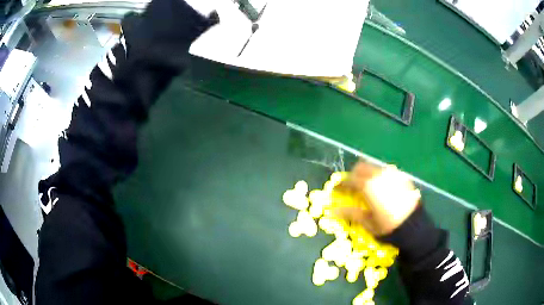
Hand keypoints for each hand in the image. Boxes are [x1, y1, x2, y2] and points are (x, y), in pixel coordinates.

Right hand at [335, 162, 420, 235]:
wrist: (414, 225)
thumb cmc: (388, 227)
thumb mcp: (368, 223)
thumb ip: (351, 214)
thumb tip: (334, 210)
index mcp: (368, 186)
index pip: (349, 181)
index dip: (341, 185)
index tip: (336, 190)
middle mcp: (379, 175)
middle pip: (361, 167)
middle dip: (353, 175)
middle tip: (351, 187)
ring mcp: (392, 174)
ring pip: (374, 167)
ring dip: (367, 174)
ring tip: (366, 187)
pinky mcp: (402, 177)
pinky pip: (386, 172)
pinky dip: (379, 176)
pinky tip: (382, 188)